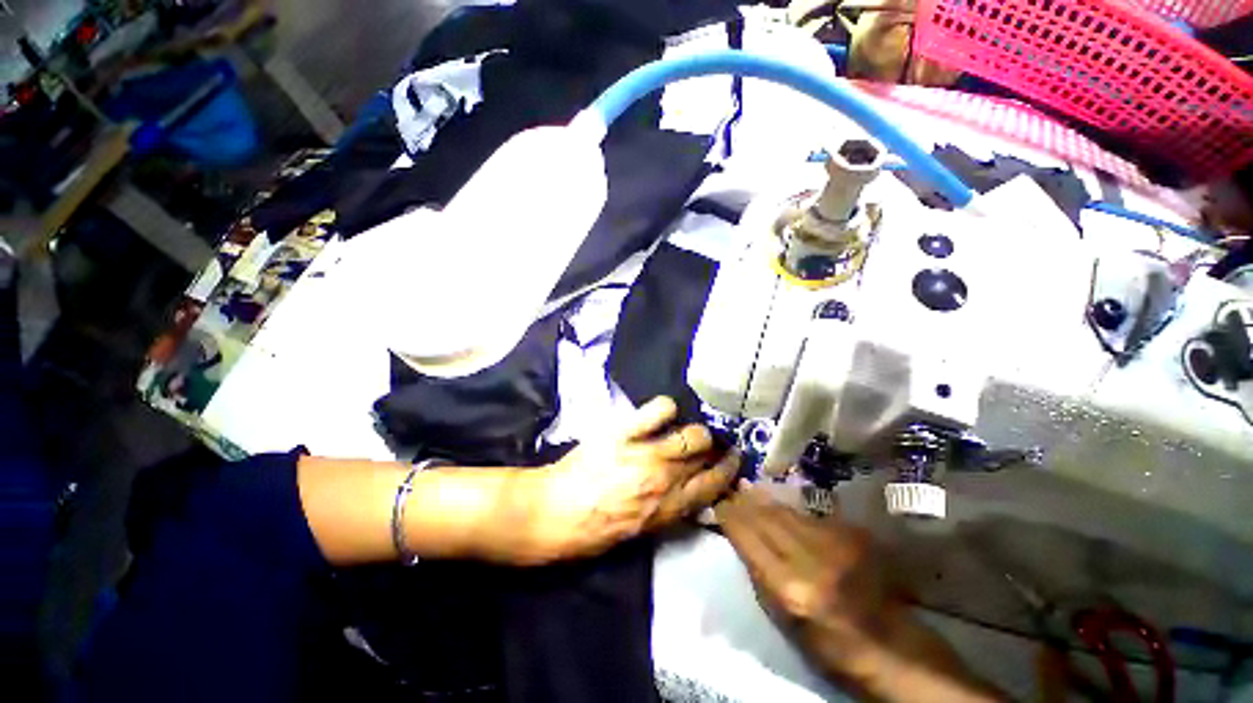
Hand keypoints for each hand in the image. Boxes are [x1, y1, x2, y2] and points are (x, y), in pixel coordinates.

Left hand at [519, 397, 738, 563]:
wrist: (552, 514)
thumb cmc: (592, 531)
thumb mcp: (638, 532)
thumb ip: (666, 510)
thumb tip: (684, 492)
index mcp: (669, 508)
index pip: (712, 487)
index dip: (727, 472)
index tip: (733, 460)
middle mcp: (666, 479)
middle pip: (706, 457)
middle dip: (716, 448)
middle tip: (712, 443)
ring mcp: (647, 454)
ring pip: (692, 434)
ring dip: (696, 431)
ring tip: (689, 429)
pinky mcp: (625, 433)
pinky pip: (658, 411)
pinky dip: (666, 409)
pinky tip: (664, 413)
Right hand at [716, 486, 1001, 701]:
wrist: (887, 644)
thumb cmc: (825, 643)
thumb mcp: (779, 618)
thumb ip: (757, 572)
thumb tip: (739, 534)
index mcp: (789, 587)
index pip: (747, 535)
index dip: (730, 515)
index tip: (719, 503)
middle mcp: (811, 558)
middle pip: (766, 516)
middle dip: (745, 501)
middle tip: (733, 491)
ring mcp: (836, 542)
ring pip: (787, 510)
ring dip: (766, 501)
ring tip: (751, 490)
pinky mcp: (852, 534)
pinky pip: (810, 515)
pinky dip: (792, 512)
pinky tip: (783, 508)